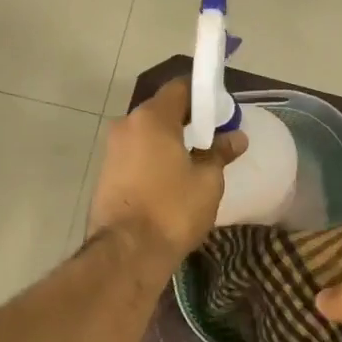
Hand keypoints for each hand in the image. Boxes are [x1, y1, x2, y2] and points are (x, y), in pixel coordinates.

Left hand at [88, 78, 246, 268]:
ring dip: (169, 141)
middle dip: (187, 120)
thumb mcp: (207, 181)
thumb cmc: (172, 210)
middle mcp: (126, 126)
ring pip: (146, 134)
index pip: (179, 88)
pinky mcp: (105, 174)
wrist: (127, 252)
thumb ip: (220, 153)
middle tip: (213, 138)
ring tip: (194, 162)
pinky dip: (153, 158)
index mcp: (151, 118)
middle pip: (161, 110)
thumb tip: (236, 137)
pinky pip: (136, 154)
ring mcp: (111, 150)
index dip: (202, 95)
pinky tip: (171, 179)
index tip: (221, 112)